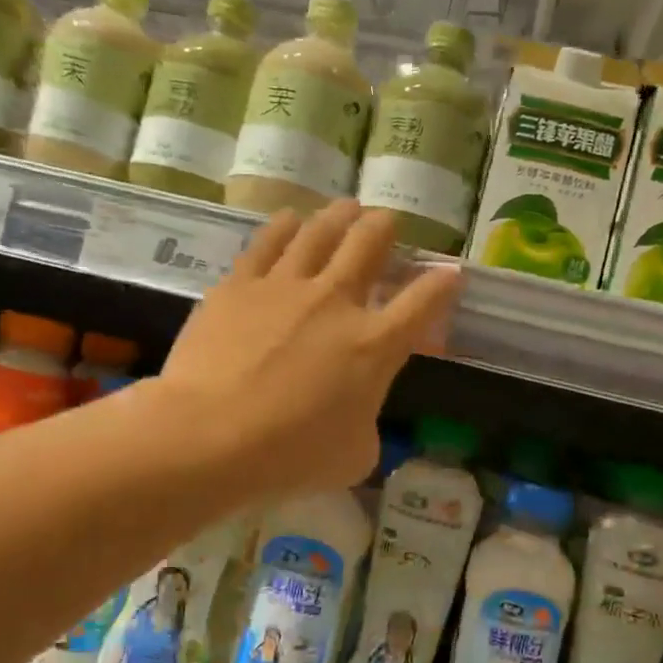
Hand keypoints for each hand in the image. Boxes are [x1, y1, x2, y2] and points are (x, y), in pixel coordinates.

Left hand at [159, 201, 461, 499]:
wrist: (210, 436)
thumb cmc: (290, 456)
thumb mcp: (354, 455)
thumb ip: (366, 422)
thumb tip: (355, 412)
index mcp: (374, 345)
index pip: (422, 304)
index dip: (443, 284)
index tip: (452, 272)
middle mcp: (336, 302)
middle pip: (369, 244)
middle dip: (385, 228)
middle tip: (387, 222)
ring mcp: (286, 286)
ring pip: (321, 231)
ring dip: (340, 215)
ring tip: (347, 207)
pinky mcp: (239, 284)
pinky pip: (268, 241)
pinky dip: (285, 226)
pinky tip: (290, 219)